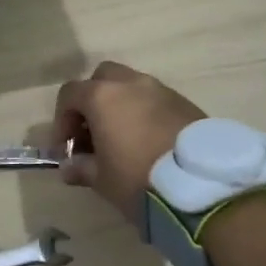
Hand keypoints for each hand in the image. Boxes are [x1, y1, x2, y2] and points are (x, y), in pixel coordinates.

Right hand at [51, 61, 205, 223]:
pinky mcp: (186, 104)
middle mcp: (130, 84)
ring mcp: (161, 90)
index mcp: (102, 96)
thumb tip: (68, 168)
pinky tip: (150, 142)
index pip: (69, 95)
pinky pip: (156, 101)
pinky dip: (146, 113)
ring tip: (124, 139)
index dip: (62, 120)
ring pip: (132, 87)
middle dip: (92, 101)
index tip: (66, 147)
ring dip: (121, 106)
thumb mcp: (102, 180)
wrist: (204, 187)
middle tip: (93, 132)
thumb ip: (81, 168)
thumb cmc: (139, 179)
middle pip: (102, 78)